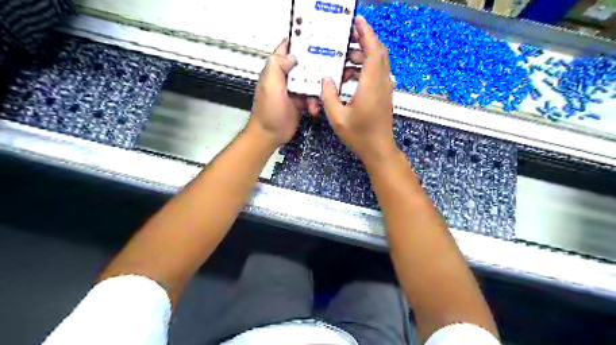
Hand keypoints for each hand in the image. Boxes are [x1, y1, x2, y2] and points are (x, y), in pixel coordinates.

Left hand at [247, 37, 319, 148]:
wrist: (271, 134)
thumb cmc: (267, 111)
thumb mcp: (270, 85)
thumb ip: (278, 65)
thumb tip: (292, 55)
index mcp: (275, 69)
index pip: (287, 48)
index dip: (299, 41)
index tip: (314, 37)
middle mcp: (285, 77)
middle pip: (304, 64)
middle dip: (315, 66)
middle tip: (328, 66)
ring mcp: (293, 90)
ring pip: (310, 81)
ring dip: (317, 88)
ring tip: (318, 96)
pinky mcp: (300, 102)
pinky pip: (312, 97)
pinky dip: (315, 102)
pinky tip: (313, 108)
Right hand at [320, 17, 396, 168]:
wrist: (379, 149)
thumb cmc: (359, 136)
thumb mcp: (337, 118)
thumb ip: (329, 96)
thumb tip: (326, 79)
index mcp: (371, 86)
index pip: (373, 51)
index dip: (367, 33)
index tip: (358, 21)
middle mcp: (382, 84)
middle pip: (378, 53)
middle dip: (363, 41)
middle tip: (346, 39)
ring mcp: (385, 89)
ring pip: (378, 63)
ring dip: (362, 57)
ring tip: (344, 60)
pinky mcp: (384, 95)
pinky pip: (376, 74)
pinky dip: (364, 69)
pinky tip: (349, 77)